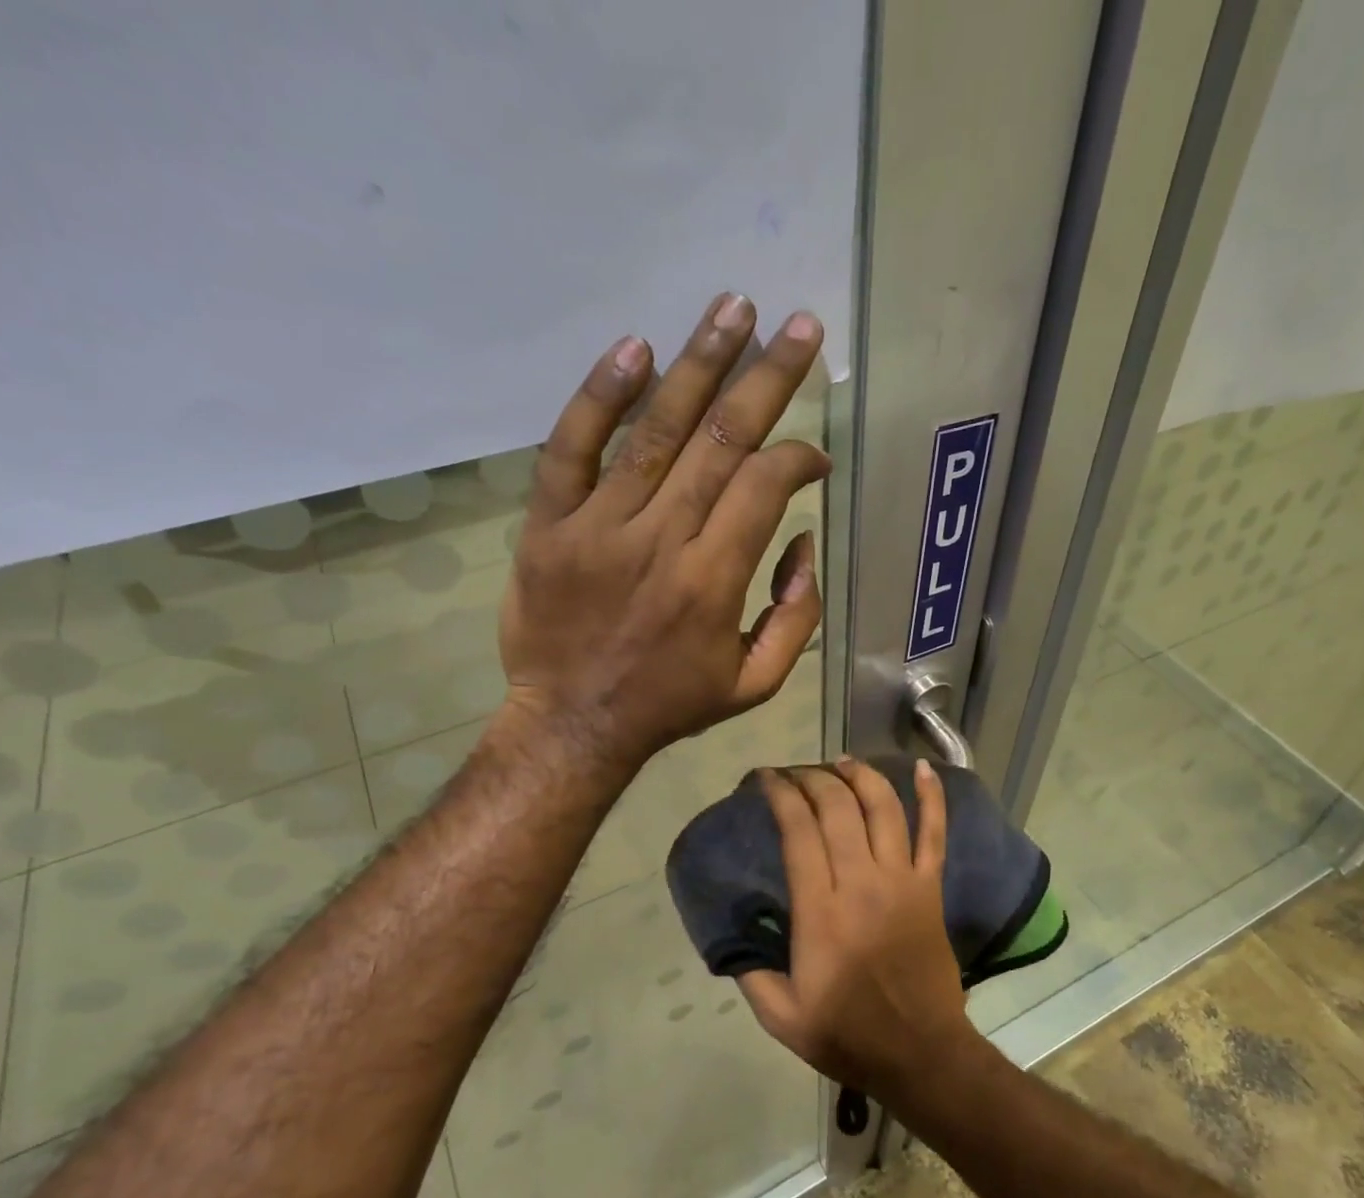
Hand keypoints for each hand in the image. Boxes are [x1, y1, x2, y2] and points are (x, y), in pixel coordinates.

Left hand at [496, 292, 828, 774]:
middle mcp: (661, 540)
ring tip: (732, 306)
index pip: (764, 486)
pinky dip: (600, 396)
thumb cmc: (670, 704)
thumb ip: (795, 617)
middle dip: (767, 378)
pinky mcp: (548, 524)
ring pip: (654, 430)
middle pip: (720, 440)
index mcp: (714, 581)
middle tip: (798, 324)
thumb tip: (803, 544)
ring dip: (698, 363)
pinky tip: (635, 348)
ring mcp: (598, 526)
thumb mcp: (755, 683)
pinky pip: (570, 448)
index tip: (815, 455)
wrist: (572, 725)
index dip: (798, 458)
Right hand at [738, 759, 980, 1104]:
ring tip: (843, 762)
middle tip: (797, 773)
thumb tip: (731, 937)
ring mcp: (903, 881)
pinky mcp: (931, 888)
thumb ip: (751, 973)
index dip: (781, 795)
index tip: (767, 779)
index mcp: (821, 912)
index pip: (799, 831)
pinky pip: (935, 833)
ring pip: (885, 809)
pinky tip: (925, 768)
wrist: (920, 1053)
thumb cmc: (848, 1035)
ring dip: (862, 777)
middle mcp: (862, 883)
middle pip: (839, 808)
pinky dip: (933, 797)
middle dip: (814, 778)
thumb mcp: (781, 1017)